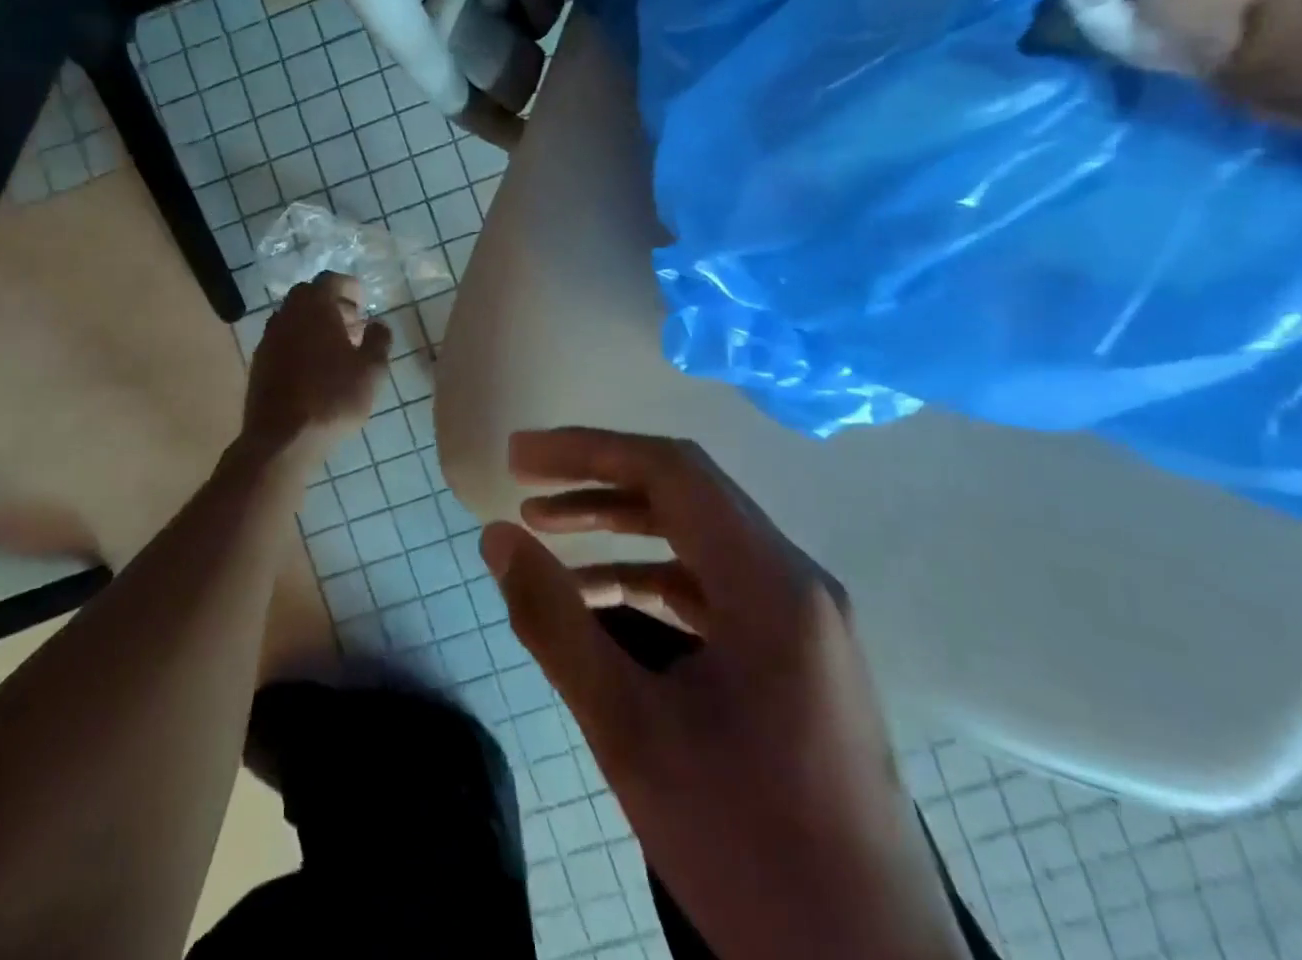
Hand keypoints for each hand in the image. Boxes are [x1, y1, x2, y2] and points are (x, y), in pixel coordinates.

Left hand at [241, 274, 391, 458]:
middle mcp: (286, 315)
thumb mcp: (371, 371)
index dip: (350, 287)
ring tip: (337, 348)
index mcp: (314, 307)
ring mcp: (268, 339)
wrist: (282, 439)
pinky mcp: (259, 363)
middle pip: (309, 296)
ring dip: (315, 325)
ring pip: (294, 319)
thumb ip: (379, 340)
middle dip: (333, 305)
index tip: (364, 303)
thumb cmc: (333, 398)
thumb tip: (378, 324)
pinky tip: (315, 368)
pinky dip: (300, 343)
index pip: (330, 280)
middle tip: (354, 324)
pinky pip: (284, 340)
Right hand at [481, 429, 966, 959]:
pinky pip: (714, 586)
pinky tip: (600, 597)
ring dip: (622, 526)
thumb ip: (555, 624)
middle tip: (523, 484)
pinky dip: (651, 576)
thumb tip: (498, 538)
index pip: (672, 472)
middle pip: (687, 494)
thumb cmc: (749, 850)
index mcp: (772, 583)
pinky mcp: (798, 656)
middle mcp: (797, 581)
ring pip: (700, 538)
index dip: (588, 451)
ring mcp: (803, 619)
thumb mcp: (630, 733)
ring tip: (546, 530)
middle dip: (598, 481)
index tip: (520, 457)